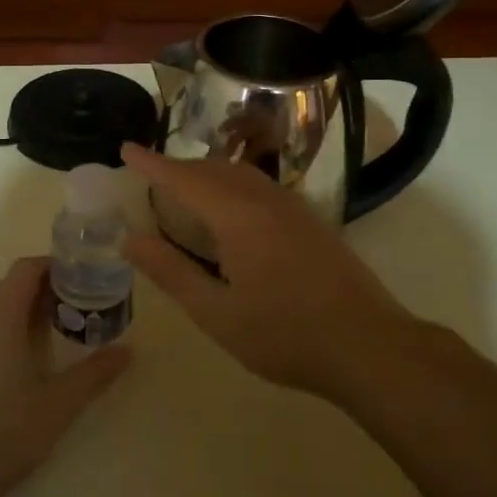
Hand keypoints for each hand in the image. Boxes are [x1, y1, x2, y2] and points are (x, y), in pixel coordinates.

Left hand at [0, 257, 129, 496]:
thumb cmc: (1, 435)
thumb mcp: (57, 405)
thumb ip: (94, 374)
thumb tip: (127, 351)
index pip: (27, 268)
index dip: (57, 268)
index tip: (86, 282)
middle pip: (11, 286)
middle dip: (45, 292)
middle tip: (80, 313)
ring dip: (23, 313)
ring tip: (55, 339)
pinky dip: (3, 331)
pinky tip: (20, 365)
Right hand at [120, 142, 417, 398]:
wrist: (370, 347)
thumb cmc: (285, 335)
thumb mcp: (216, 313)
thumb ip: (171, 272)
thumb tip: (129, 239)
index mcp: (238, 217)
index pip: (185, 178)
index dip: (153, 164)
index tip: (126, 149)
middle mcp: (266, 201)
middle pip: (214, 169)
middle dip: (179, 167)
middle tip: (150, 176)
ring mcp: (293, 208)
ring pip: (241, 175)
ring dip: (207, 173)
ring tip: (185, 189)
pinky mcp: (311, 222)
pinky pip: (260, 187)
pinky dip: (232, 185)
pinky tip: (231, 212)